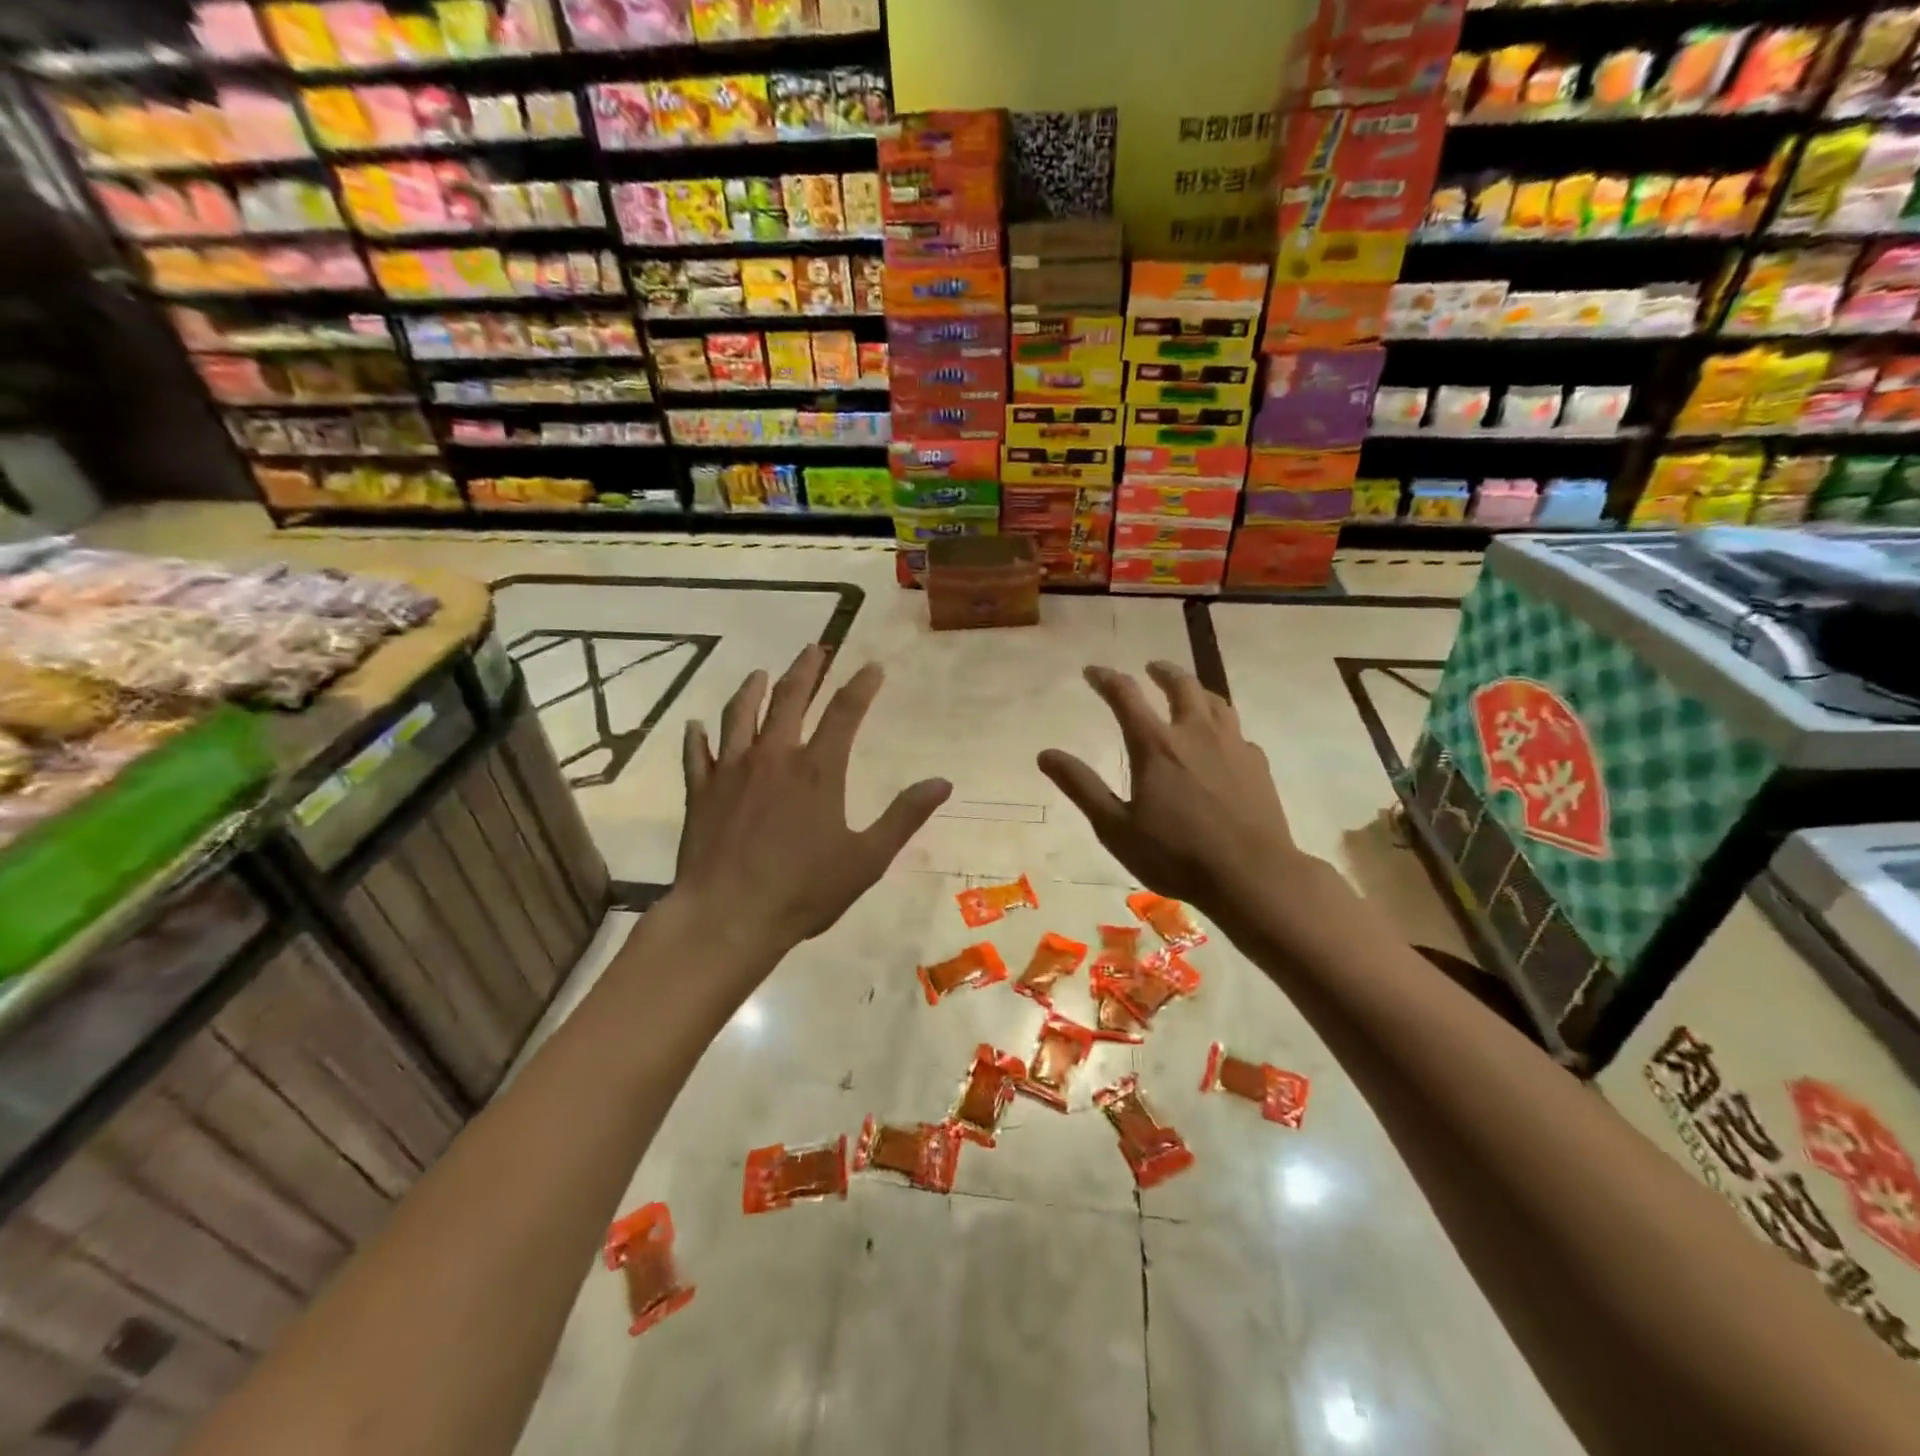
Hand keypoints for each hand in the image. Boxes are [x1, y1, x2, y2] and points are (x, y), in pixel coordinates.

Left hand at [673, 645, 950, 956]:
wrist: (728, 917)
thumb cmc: (803, 891)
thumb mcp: (867, 859)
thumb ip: (904, 816)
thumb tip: (942, 783)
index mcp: (818, 770)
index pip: (844, 712)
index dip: (860, 685)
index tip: (872, 666)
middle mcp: (773, 757)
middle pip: (788, 699)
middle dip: (804, 670)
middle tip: (814, 648)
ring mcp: (731, 771)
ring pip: (739, 715)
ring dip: (751, 690)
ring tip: (759, 673)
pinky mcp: (700, 792)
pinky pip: (695, 754)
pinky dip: (696, 736)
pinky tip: (695, 725)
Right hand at [1038, 662, 1308, 920]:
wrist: (1251, 875)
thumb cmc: (1175, 854)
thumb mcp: (1115, 827)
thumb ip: (1081, 787)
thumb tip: (1046, 754)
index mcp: (1156, 745)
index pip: (1126, 696)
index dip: (1106, 679)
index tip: (1092, 671)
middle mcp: (1195, 733)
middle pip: (1181, 686)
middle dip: (1162, 672)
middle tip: (1151, 668)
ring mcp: (1232, 745)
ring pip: (1215, 701)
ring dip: (1196, 689)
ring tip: (1189, 692)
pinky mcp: (1257, 764)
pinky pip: (1237, 731)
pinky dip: (1222, 725)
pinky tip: (1222, 741)